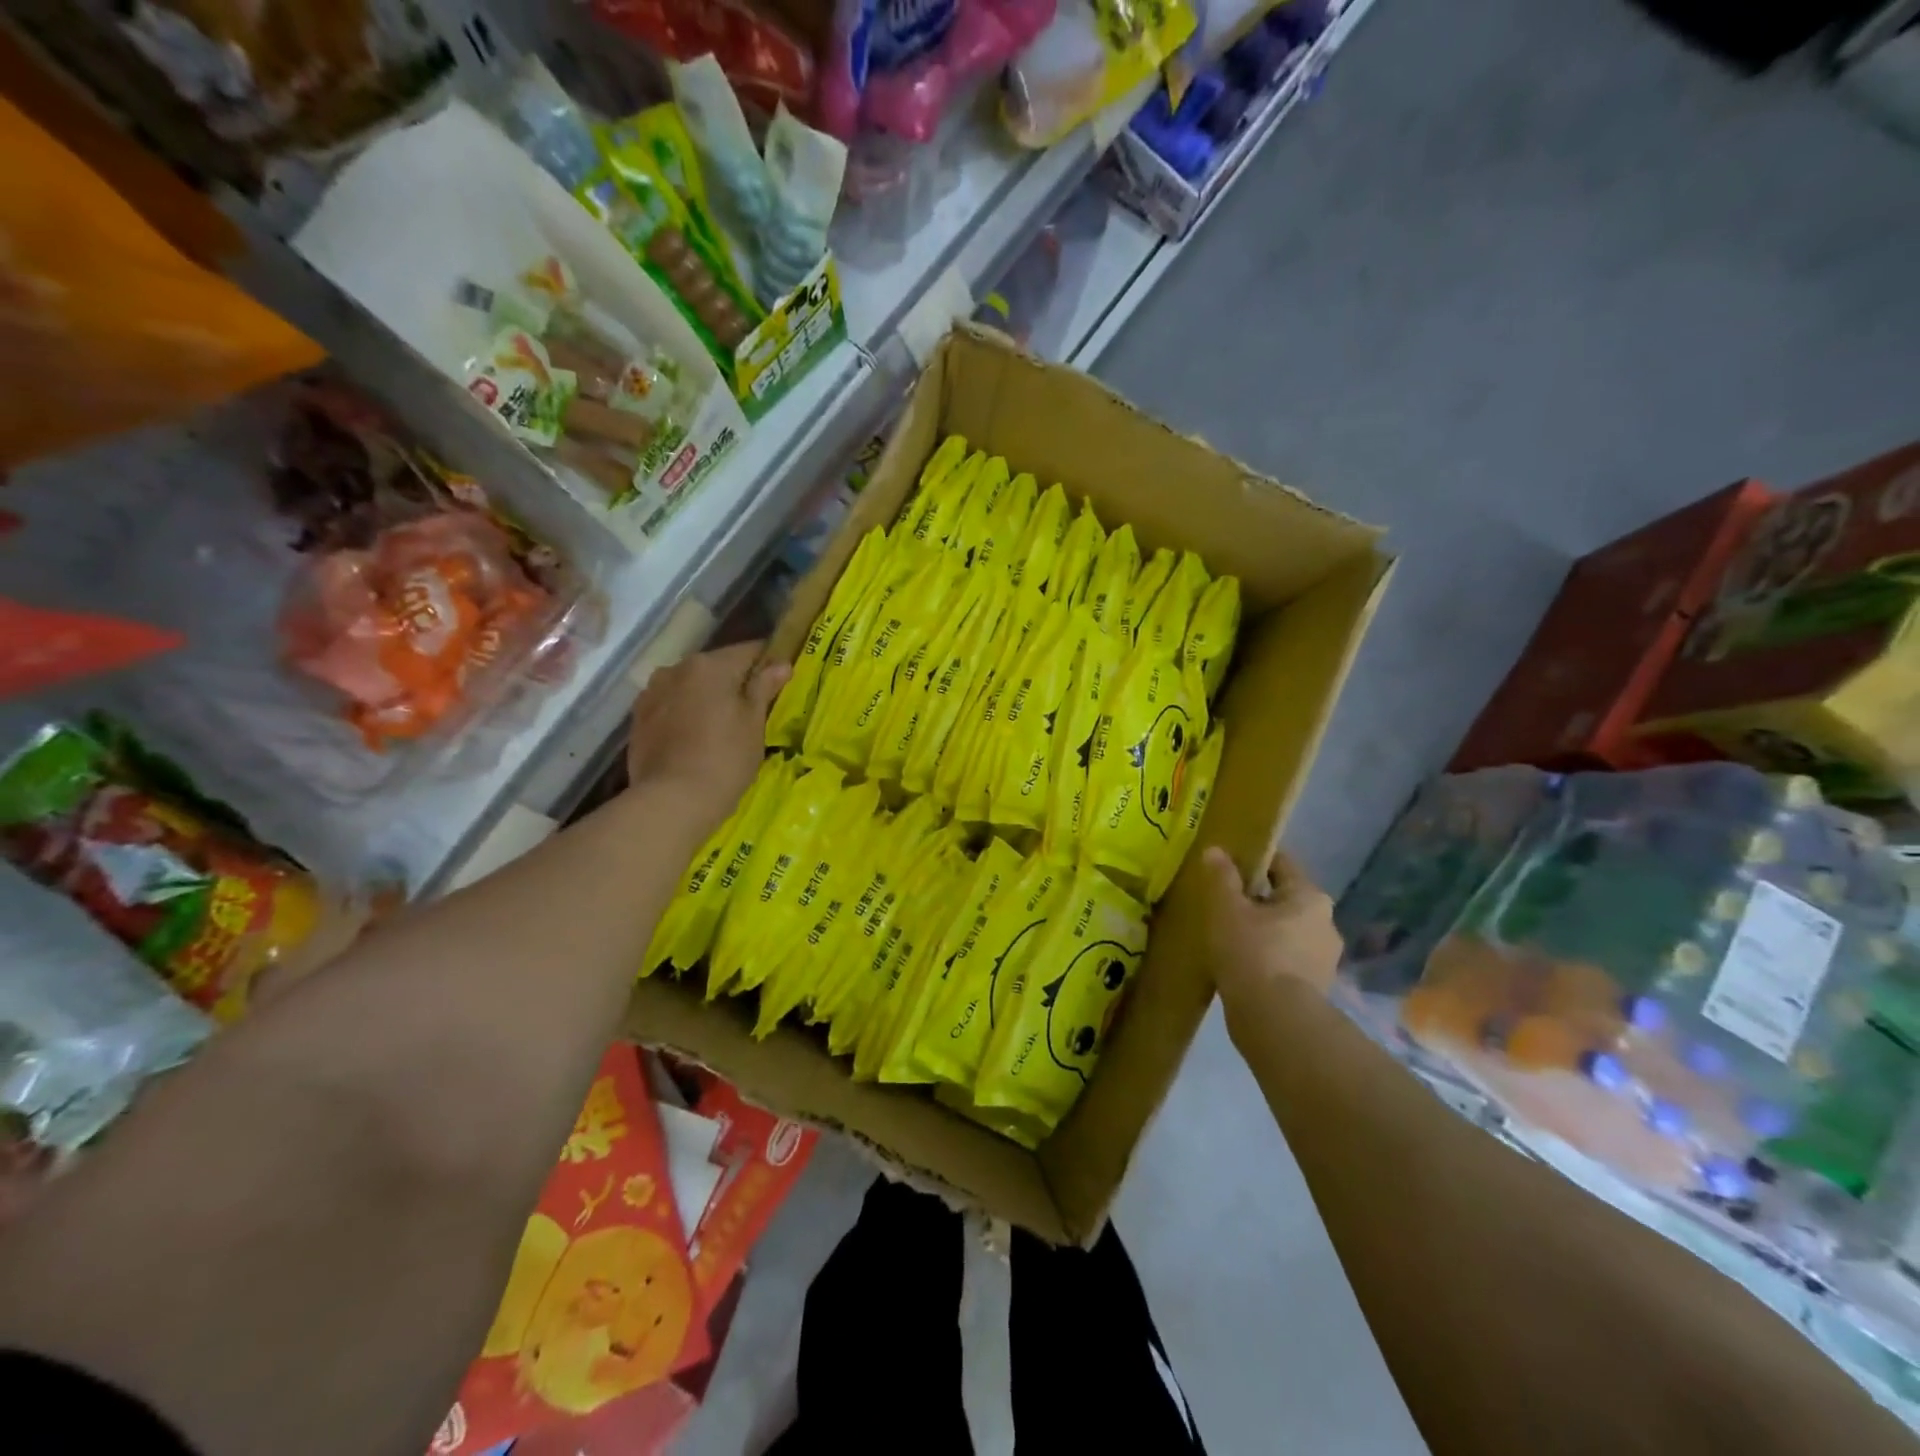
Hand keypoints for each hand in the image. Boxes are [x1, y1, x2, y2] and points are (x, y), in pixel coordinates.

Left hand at [627, 642, 789, 836]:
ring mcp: (652, 694)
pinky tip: (695, 739)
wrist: (672, 800)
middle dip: (734, 683)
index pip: (748, 651)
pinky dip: (685, 715)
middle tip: (753, 710)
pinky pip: (671, 707)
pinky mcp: (638, 719)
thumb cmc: (725, 758)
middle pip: (715, 668)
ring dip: (706, 698)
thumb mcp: (753, 723)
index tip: (780, 681)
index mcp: (709, 665)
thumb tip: (781, 664)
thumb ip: (764, 688)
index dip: (768, 663)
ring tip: (721, 726)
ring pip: (690, 687)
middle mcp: (675, 669)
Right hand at [1201, 846, 1342, 1006]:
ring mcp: (1325, 958)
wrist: (1276, 1021)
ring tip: (1229, 936)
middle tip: (1223, 903)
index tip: (1226, 863)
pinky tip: (1242, 964)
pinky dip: (1267, 957)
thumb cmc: (1252, 953)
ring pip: (1287, 931)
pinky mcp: (1316, 987)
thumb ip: (1222, 877)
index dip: (1252, 859)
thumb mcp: (1227, 909)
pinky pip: (1287, 959)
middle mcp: (1326, 923)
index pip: (1280, 863)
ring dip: (1263, 930)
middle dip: (1256, 899)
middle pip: (1284, 898)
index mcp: (1309, 897)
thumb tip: (1216, 850)